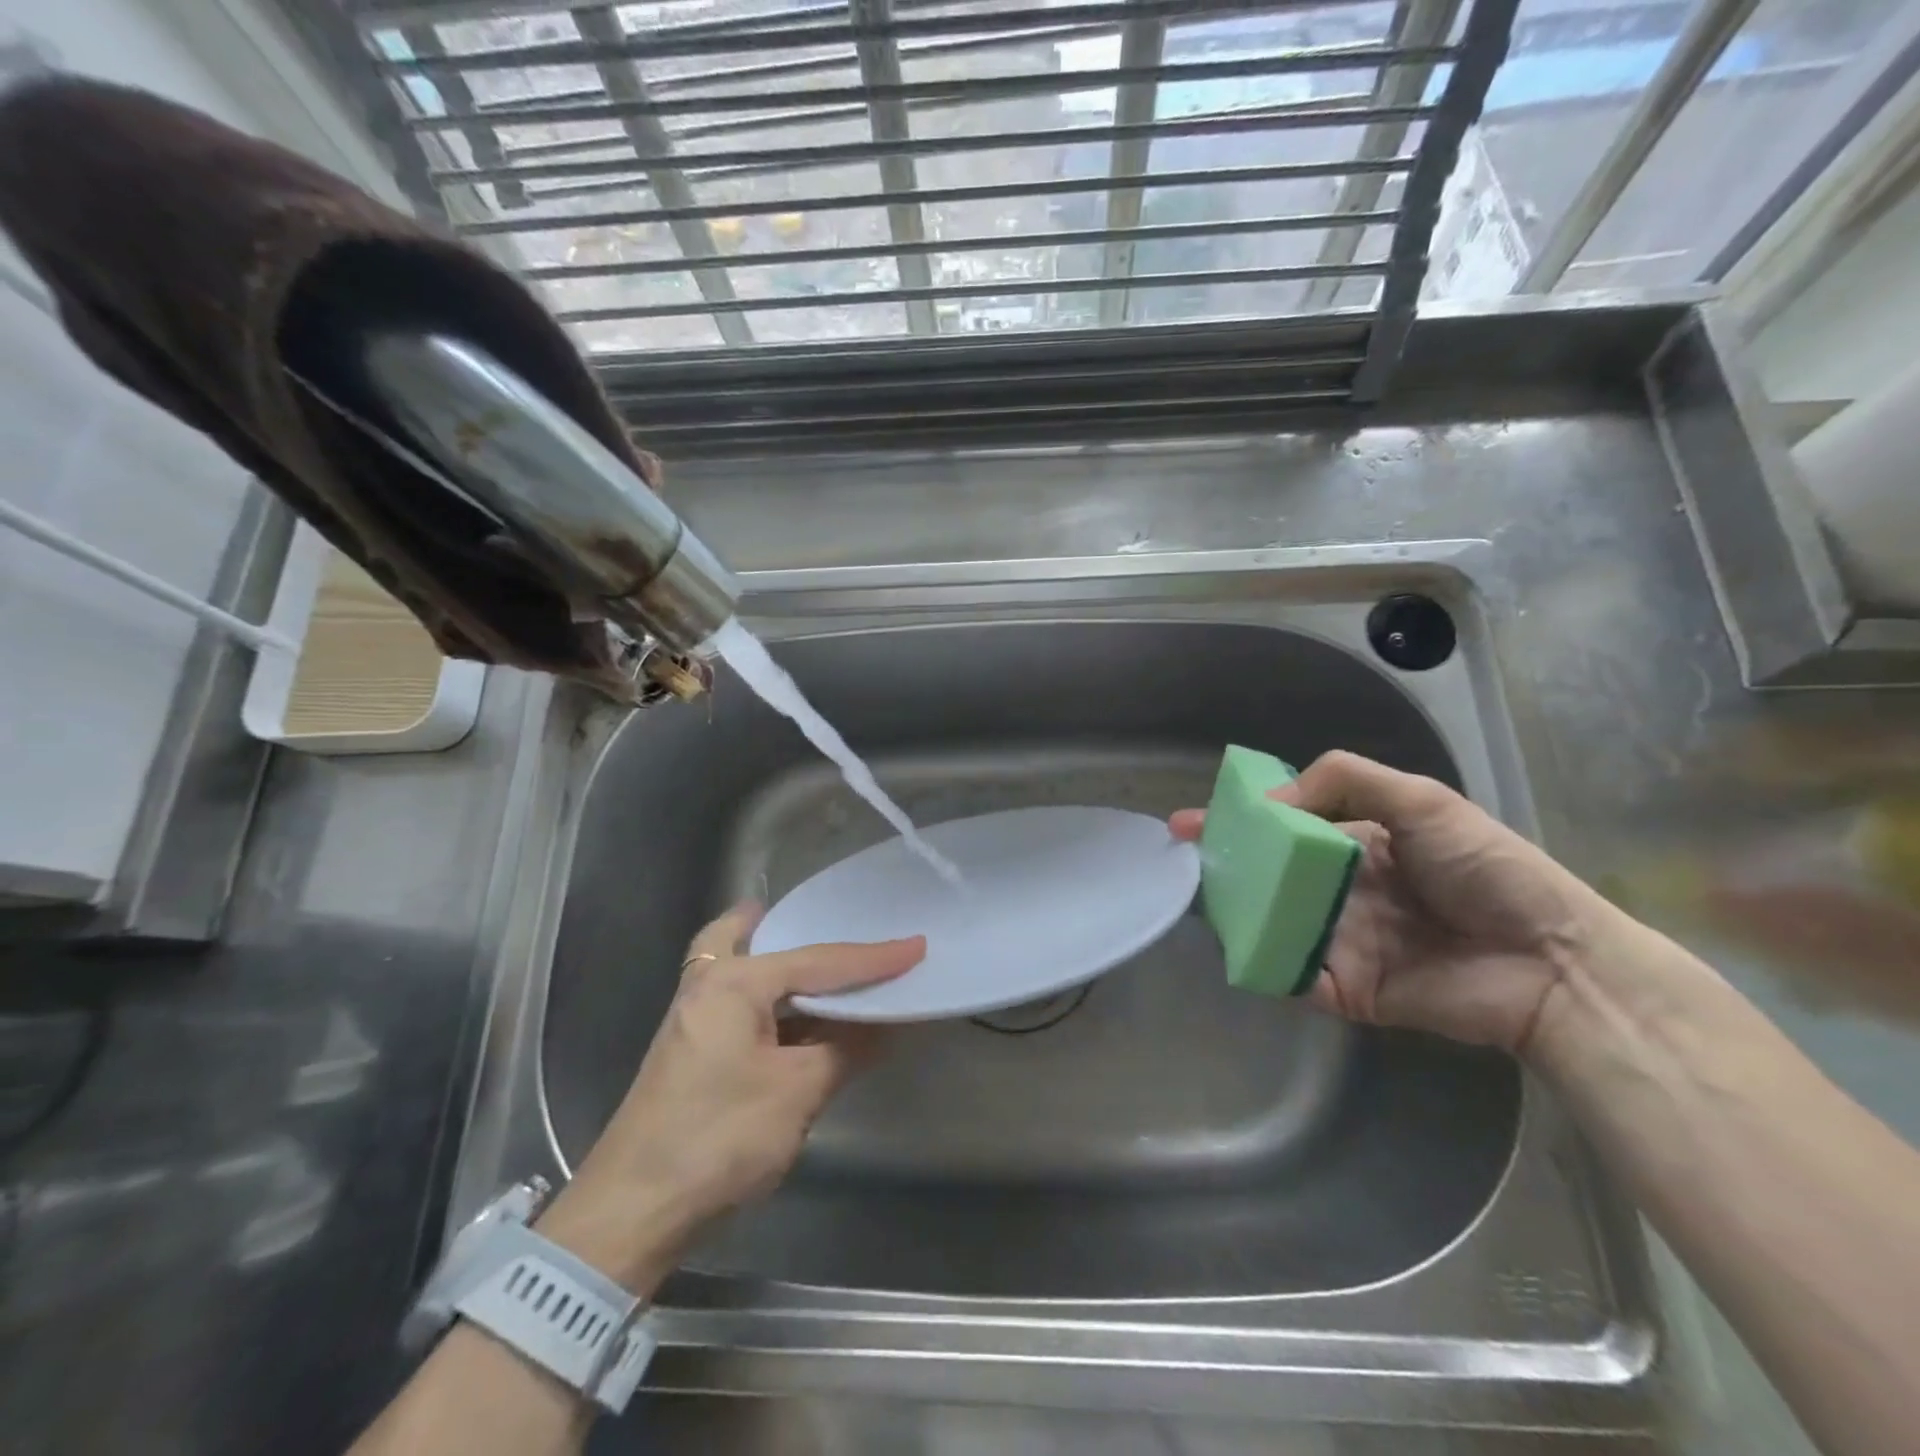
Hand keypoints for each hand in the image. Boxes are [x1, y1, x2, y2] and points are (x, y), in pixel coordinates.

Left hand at [536, 906, 923, 1292]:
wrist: (632, 1213)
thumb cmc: (718, 1140)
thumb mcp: (797, 1092)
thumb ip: (847, 1048)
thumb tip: (888, 1022)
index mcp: (732, 982)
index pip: (818, 960)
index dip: (872, 958)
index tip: (916, 946)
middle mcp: (708, 984)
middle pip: (762, 938)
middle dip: (802, 929)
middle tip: (850, 925)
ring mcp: (695, 1016)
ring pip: (746, 966)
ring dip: (787, 965)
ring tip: (834, 966)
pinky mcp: (695, 1048)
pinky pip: (743, 1000)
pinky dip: (775, 997)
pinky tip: (803, 1015)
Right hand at [1171, 751, 1623, 1055]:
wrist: (1552, 962)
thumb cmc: (1488, 869)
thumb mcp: (1422, 800)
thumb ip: (1344, 781)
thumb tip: (1268, 804)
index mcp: (1359, 844)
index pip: (1286, 827)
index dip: (1241, 820)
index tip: (1192, 820)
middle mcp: (1342, 890)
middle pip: (1270, 876)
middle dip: (1225, 866)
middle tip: (1182, 859)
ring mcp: (1341, 941)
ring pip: (1273, 922)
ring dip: (1236, 911)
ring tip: (1197, 898)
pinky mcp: (1346, 989)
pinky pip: (1293, 974)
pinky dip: (1264, 964)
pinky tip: (1237, 946)